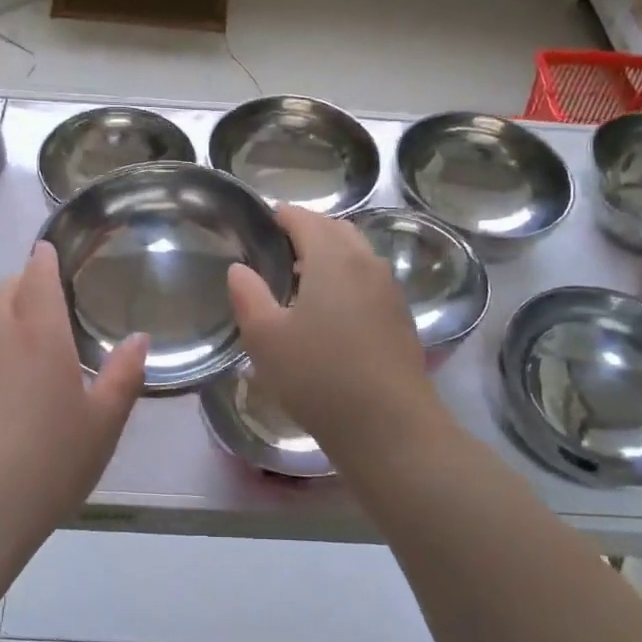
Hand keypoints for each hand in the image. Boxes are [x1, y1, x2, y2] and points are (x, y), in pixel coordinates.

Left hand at [0, 242, 147, 525]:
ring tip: (23, 350)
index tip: (48, 250)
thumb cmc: (49, 461)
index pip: (36, 276)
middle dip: (19, 284)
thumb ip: (123, 376)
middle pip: (1, 291)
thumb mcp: (103, 424)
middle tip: (41, 297)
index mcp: (39, 335)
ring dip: (0, 323)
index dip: (43, 259)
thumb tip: (139, 340)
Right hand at [227, 206, 437, 452]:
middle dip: (308, 231)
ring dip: (330, 255)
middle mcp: (367, 263)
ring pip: (357, 254)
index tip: (263, 222)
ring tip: (302, 281)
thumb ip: (248, 295)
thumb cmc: (318, 375)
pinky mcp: (401, 317)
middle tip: (279, 251)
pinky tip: (332, 311)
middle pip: (336, 230)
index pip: (305, 219)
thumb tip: (240, 269)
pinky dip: (348, 278)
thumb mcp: (265, 337)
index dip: (282, 216)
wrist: (389, 425)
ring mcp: (389, 290)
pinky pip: (370, 280)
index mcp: (332, 257)